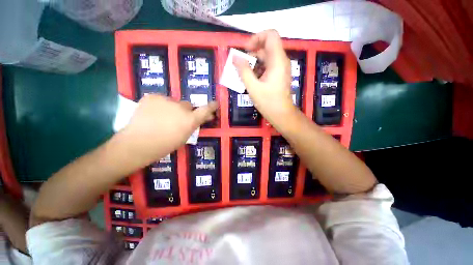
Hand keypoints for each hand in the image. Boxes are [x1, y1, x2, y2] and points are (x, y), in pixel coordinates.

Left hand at [120, 94, 217, 163]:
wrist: (136, 143)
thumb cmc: (164, 145)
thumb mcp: (184, 137)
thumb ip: (194, 125)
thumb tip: (203, 117)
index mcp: (189, 120)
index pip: (205, 110)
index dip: (212, 106)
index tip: (216, 103)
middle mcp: (181, 107)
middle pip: (188, 105)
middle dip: (185, 111)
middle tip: (177, 119)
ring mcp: (166, 100)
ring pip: (174, 102)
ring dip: (172, 108)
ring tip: (160, 118)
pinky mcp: (153, 96)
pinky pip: (161, 100)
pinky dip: (160, 105)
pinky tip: (152, 114)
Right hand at [233, 30, 296, 125]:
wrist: (282, 114)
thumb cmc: (268, 102)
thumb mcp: (253, 87)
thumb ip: (243, 71)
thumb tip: (235, 57)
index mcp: (277, 60)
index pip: (270, 35)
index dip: (257, 37)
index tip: (246, 50)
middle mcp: (281, 61)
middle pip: (266, 47)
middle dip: (252, 53)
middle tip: (240, 66)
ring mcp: (281, 68)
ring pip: (266, 57)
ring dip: (253, 63)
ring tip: (244, 74)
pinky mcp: (279, 75)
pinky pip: (268, 66)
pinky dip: (258, 69)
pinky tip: (251, 79)